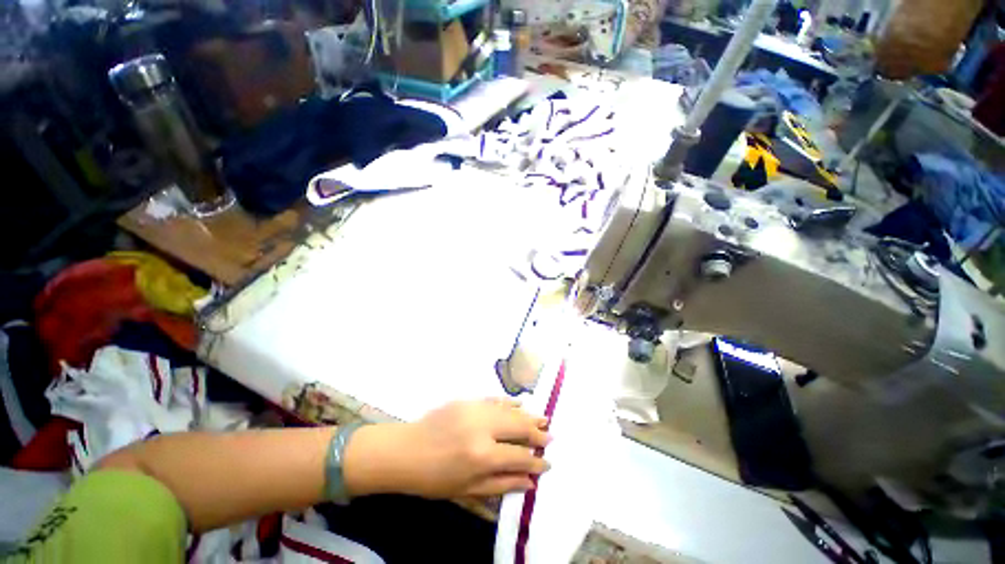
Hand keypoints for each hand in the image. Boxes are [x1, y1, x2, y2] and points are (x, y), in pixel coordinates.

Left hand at [344, 400, 551, 498]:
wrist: (406, 450)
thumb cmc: (434, 479)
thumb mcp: (467, 490)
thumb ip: (501, 484)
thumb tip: (530, 482)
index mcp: (483, 455)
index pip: (519, 456)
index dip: (536, 461)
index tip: (548, 463)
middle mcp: (483, 428)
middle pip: (519, 427)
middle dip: (537, 433)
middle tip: (551, 436)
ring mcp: (475, 409)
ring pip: (509, 410)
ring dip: (527, 415)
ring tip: (543, 418)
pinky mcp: (467, 399)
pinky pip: (494, 399)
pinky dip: (508, 402)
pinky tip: (519, 403)